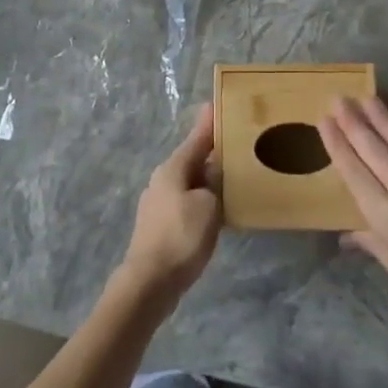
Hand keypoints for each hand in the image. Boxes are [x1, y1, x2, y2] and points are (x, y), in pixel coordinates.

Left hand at [118, 105, 222, 299]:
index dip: (209, 123)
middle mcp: (162, 180)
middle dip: (212, 152)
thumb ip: (215, 184)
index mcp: (173, 168)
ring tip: (233, 177)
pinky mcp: (160, 225)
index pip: (196, 138)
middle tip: (237, 144)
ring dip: (209, 178)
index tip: (218, 105)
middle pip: (192, 159)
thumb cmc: (181, 237)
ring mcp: (158, 203)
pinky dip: (202, 199)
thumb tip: (213, 175)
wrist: (150, 282)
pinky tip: (217, 209)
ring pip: (190, 182)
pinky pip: (186, 202)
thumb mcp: (209, 205)